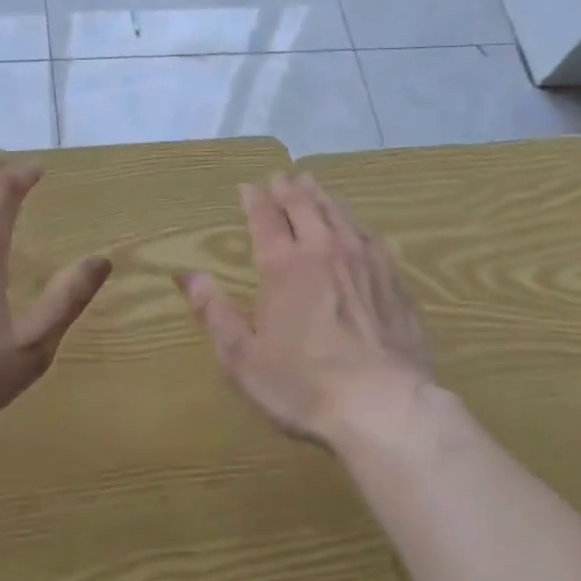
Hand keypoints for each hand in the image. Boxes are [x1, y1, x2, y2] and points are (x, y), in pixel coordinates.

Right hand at [177, 172, 436, 448]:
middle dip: (289, 188)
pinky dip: (354, 221)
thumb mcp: (243, 357)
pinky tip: (355, 224)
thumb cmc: (303, 385)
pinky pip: (370, 235)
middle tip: (281, 175)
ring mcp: (365, 262)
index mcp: (284, 266)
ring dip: (322, 197)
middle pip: (305, 206)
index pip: (266, 219)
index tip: (248, 186)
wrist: (384, 405)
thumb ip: (214, 312)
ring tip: (314, 186)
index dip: (254, 199)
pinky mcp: (394, 280)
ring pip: (340, 214)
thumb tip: (186, 275)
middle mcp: (325, 251)